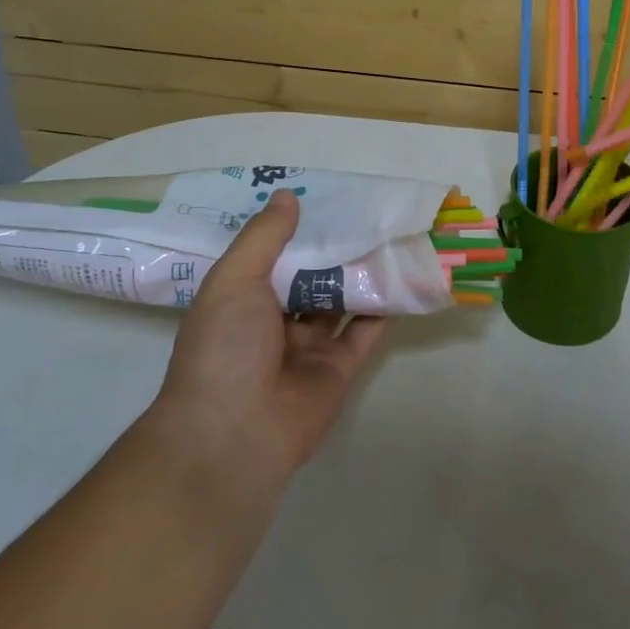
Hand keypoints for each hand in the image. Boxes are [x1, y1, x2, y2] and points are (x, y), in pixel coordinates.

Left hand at [152, 189, 385, 483]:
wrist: (236, 432)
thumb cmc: (225, 347)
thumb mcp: (234, 280)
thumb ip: (264, 237)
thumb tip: (287, 196)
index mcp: (242, 300)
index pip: (272, 256)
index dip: (295, 229)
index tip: (323, 197)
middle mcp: (275, 321)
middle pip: (311, 277)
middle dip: (334, 249)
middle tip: (367, 211)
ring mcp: (309, 347)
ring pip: (341, 301)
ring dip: (362, 274)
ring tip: (392, 236)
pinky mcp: (340, 369)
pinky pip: (365, 332)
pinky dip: (384, 308)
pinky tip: (405, 277)